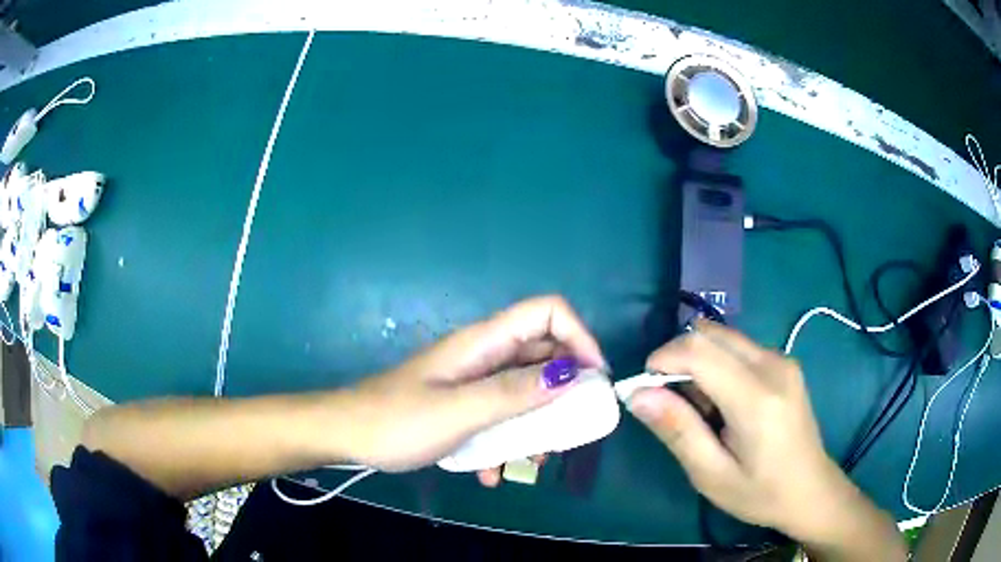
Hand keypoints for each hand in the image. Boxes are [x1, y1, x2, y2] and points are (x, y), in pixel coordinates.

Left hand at [339, 295, 604, 477]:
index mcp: (484, 342)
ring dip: (535, 427)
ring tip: (528, 462)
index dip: (578, 337)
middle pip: (544, 356)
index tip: (592, 381)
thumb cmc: (397, 421)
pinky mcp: (464, 405)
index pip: (548, 312)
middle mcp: (484, 355)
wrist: (347, 435)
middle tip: (569, 433)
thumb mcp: (460, 411)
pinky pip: (501, 416)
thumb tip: (571, 376)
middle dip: (563, 394)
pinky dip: (504, 443)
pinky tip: (490, 473)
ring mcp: (474, 382)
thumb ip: (514, 393)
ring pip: (526, 392)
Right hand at [626, 320, 861, 542]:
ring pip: (723, 337)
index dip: (662, 359)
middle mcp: (772, 365)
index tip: (645, 389)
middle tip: (672, 404)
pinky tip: (723, 402)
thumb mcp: (712, 475)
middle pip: (710, 334)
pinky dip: (717, 365)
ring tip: (701, 409)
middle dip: (678, 358)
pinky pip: (738, 348)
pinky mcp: (784, 362)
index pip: (699, 349)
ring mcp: (782, 359)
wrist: (811, 489)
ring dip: (698, 362)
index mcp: (756, 398)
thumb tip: (638, 395)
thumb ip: (677, 431)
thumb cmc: (760, 493)